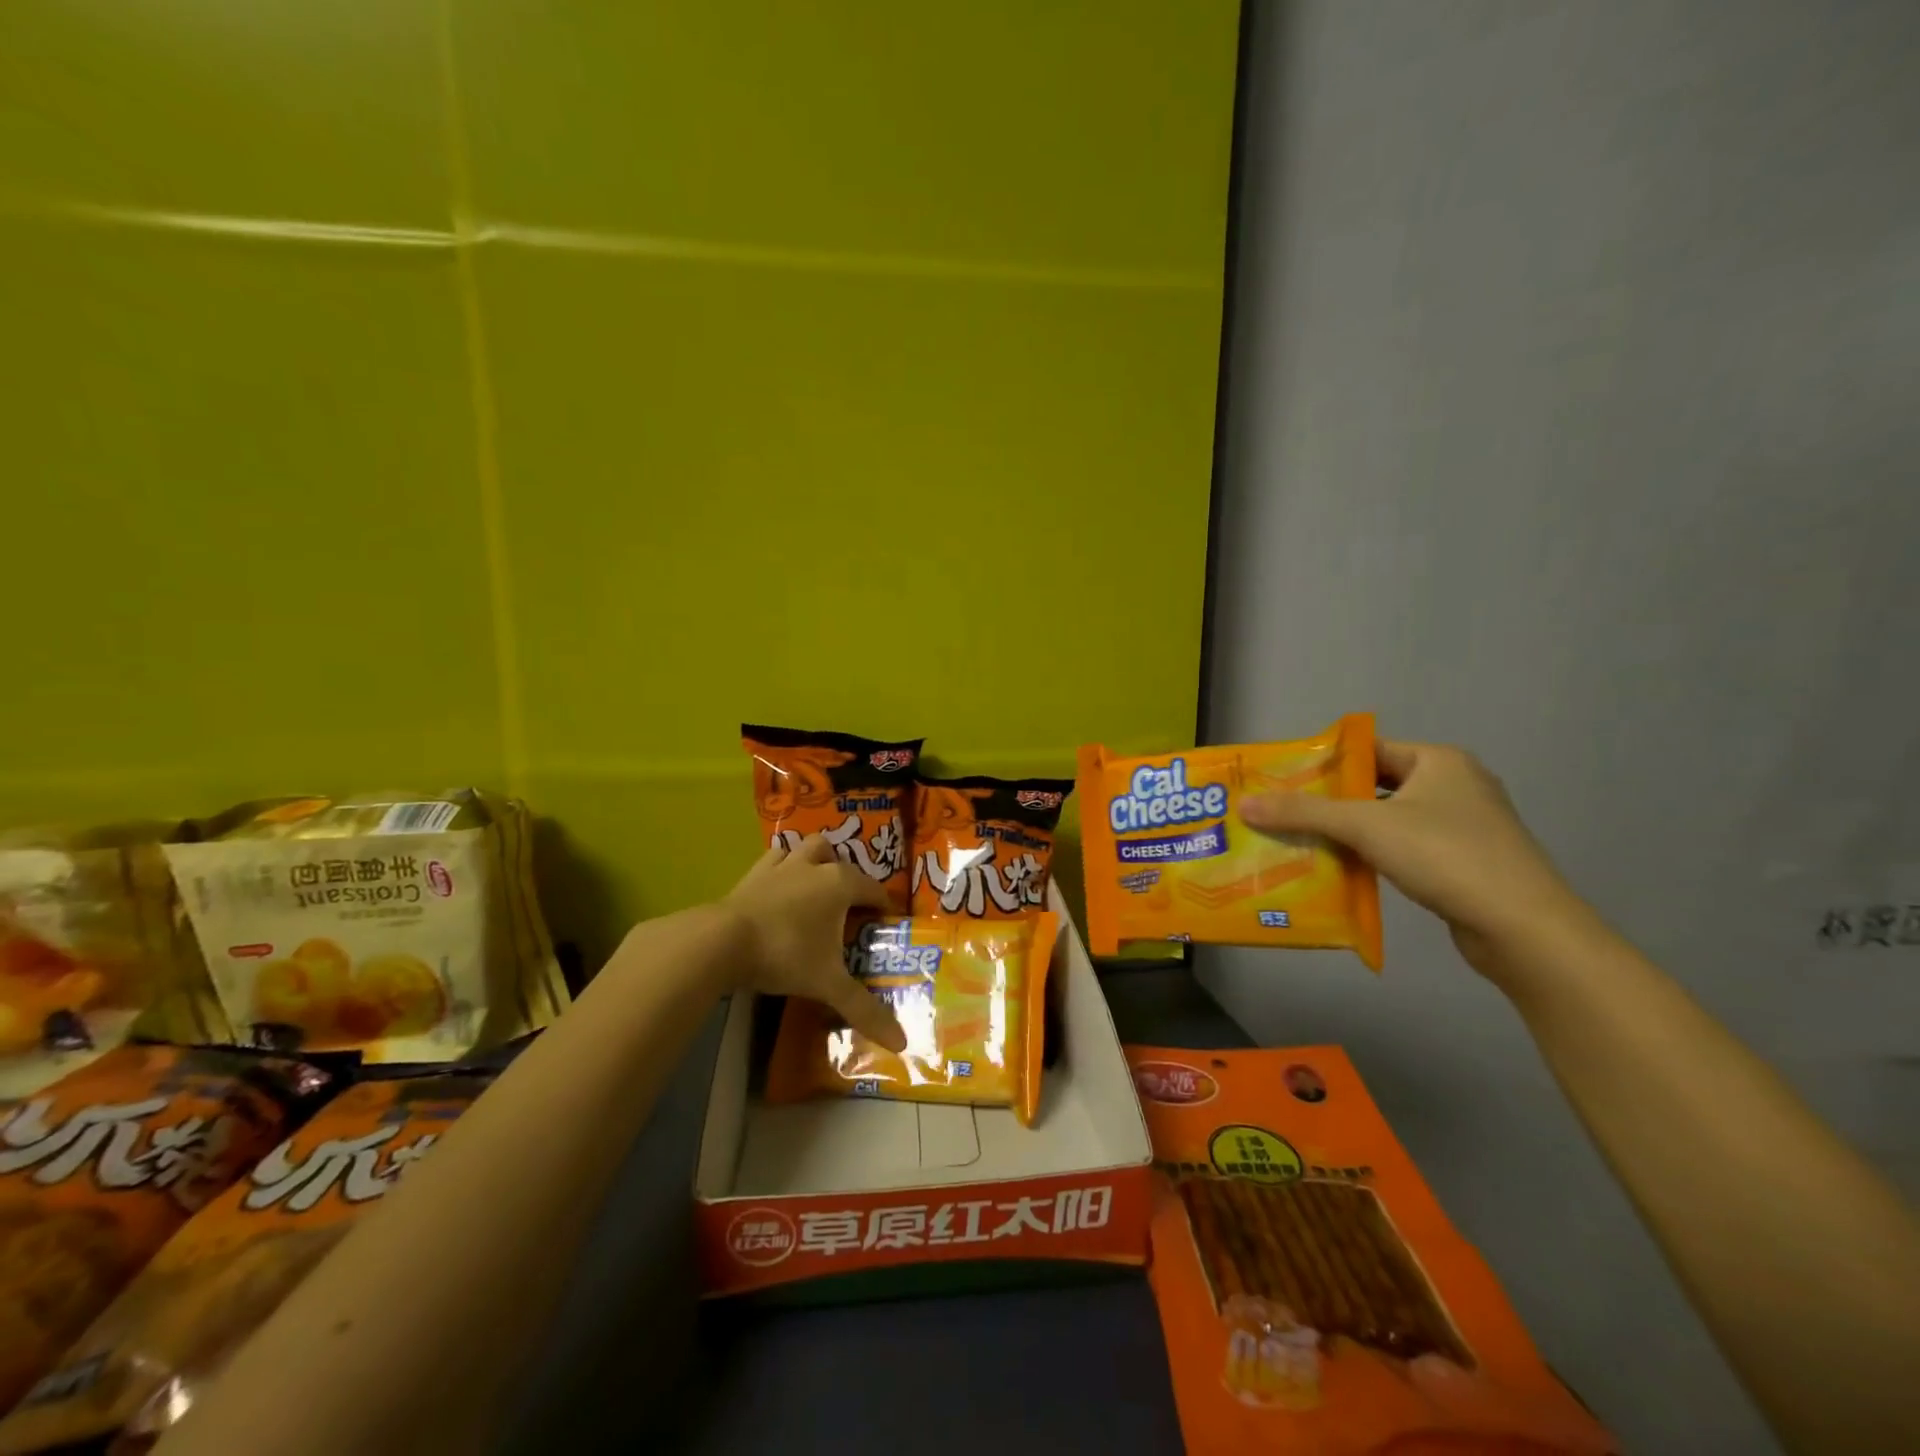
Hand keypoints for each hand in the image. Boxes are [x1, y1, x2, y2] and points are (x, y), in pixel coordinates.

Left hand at [721, 834, 907, 1051]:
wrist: (722, 941)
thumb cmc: (785, 954)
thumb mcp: (828, 984)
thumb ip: (864, 1010)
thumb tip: (902, 1042)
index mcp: (841, 884)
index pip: (874, 890)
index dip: (885, 906)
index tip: (888, 922)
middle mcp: (815, 866)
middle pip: (841, 859)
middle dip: (850, 877)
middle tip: (850, 908)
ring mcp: (782, 866)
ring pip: (807, 848)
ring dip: (816, 860)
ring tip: (817, 886)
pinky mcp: (753, 873)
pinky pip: (775, 859)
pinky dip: (783, 867)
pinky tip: (781, 886)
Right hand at [1239, 740, 1602, 977]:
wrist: (1523, 928)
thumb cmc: (1445, 856)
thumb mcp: (1365, 826)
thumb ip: (1303, 813)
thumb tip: (1245, 805)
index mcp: (1438, 761)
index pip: (1367, 749)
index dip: (1322, 763)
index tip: (1281, 780)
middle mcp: (1454, 785)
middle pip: (1374, 785)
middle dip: (1328, 801)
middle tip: (1281, 813)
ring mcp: (1463, 826)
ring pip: (1388, 820)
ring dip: (1348, 832)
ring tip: (1300, 842)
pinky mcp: (1464, 862)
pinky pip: (1404, 848)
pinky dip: (1373, 856)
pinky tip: (1341, 870)